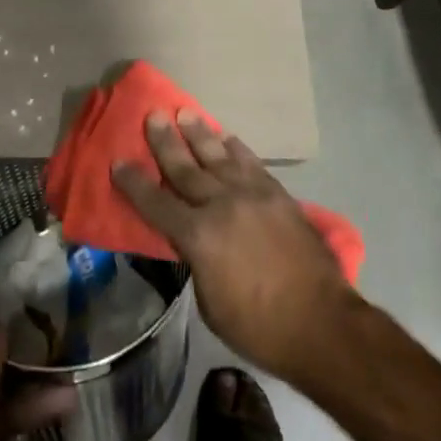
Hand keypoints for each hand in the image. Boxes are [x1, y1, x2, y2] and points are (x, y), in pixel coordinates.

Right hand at [112, 112, 358, 384]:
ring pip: (218, 156)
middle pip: (185, 168)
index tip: (118, 161)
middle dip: (164, 141)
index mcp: (198, 237)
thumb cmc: (259, 327)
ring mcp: (252, 196)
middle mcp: (221, 205)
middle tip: (152, 115)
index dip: (134, 182)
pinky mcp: (277, 195)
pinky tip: (227, 137)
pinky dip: (236, 148)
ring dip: (199, 133)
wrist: (322, 323)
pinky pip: (251, 163)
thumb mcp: (210, 302)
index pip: (156, 203)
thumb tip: (190, 237)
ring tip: (184, 113)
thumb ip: (195, 260)